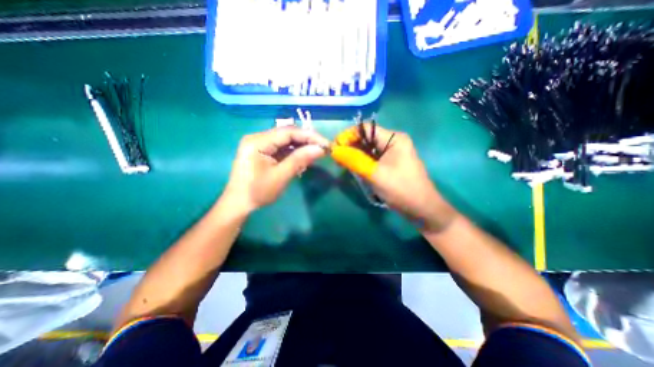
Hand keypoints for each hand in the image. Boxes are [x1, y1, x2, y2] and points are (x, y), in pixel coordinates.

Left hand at [222, 126, 329, 212]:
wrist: (238, 204)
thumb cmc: (257, 192)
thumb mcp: (280, 176)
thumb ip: (300, 160)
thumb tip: (320, 149)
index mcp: (258, 141)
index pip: (289, 132)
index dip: (310, 136)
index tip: (326, 144)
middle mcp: (258, 138)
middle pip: (287, 134)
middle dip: (307, 140)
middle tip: (323, 149)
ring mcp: (260, 144)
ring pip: (286, 141)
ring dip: (301, 146)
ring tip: (316, 153)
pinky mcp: (263, 151)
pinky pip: (282, 148)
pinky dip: (294, 152)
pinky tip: (304, 157)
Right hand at [333, 123, 455, 232]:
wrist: (421, 209)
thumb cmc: (401, 189)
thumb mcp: (374, 174)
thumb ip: (353, 160)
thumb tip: (334, 150)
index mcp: (394, 139)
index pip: (366, 129)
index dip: (348, 135)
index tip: (334, 147)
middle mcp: (393, 142)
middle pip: (366, 138)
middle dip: (350, 146)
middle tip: (337, 158)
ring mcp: (393, 154)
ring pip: (368, 149)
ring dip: (355, 155)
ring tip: (343, 164)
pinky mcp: (390, 164)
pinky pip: (373, 159)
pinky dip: (362, 162)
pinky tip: (354, 169)